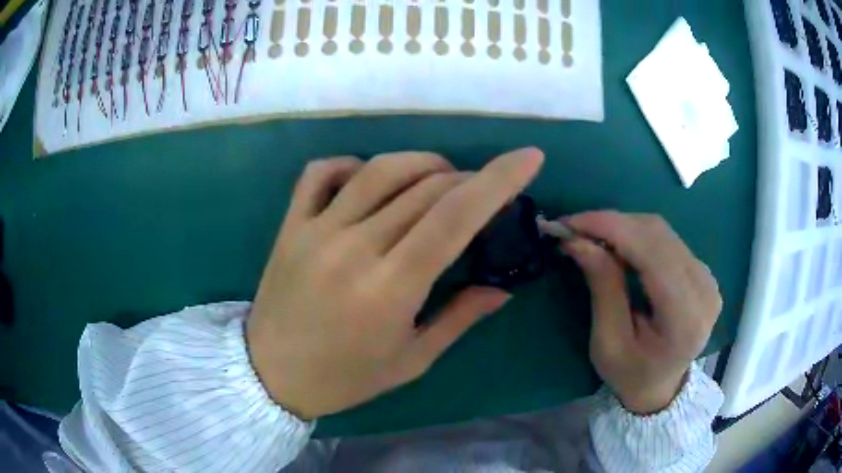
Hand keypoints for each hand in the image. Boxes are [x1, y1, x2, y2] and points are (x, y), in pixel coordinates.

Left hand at [247, 149, 543, 418]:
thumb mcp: (411, 361)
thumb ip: (460, 318)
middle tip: (482, 194)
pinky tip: (369, 180)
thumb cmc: (344, 378)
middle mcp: (354, 248)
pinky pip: (321, 172)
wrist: (271, 374)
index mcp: (390, 288)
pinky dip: (352, 164)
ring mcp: (316, 230)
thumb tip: (503, 288)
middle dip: (469, 179)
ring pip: (379, 169)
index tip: (529, 158)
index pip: (455, 216)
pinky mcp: (291, 225)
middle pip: (426, 187)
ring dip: (422, 164)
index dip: (499, 180)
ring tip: (439, 179)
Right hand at [562, 212, 721, 414]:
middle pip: (657, 234)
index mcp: (685, 317)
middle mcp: (704, 289)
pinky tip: (616, 245)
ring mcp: (708, 277)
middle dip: (612, 224)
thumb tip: (579, 241)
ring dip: (622, 227)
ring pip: (661, 231)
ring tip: (590, 236)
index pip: (652, 252)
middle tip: (574, 229)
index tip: (569, 223)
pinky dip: (636, 235)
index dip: (611, 228)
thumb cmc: (630, 375)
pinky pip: (666, 239)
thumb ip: (602, 288)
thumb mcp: (607, 343)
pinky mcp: (702, 271)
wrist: (662, 388)